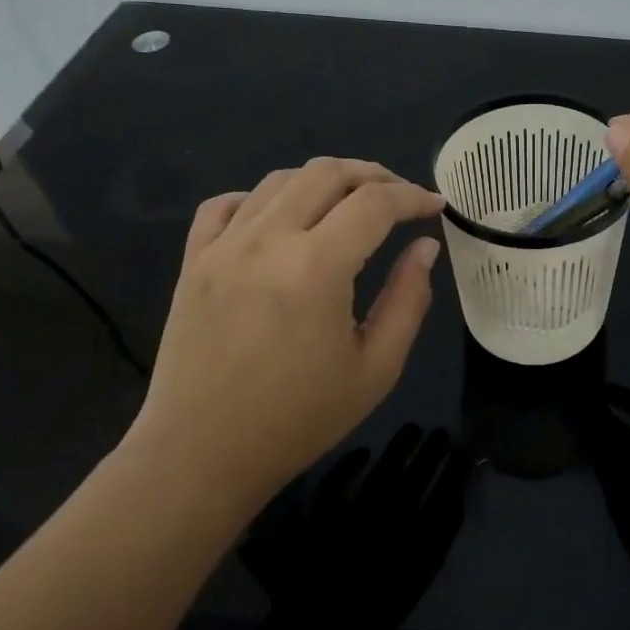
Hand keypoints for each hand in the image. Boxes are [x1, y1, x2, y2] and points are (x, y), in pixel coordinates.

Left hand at [126, 158, 443, 498]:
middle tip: (399, 196)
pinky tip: (279, 218)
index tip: (435, 207)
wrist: (201, 456)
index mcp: (317, 266)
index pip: (375, 203)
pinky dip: (260, 197)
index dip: (413, 197)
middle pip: (327, 173)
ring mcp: (223, 246)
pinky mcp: (193, 261)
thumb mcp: (376, 368)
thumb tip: (424, 247)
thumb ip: (409, 299)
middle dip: (373, 175)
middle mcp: (268, 240)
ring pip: (280, 180)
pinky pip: (224, 205)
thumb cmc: (298, 419)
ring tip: (349, 202)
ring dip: (324, 180)